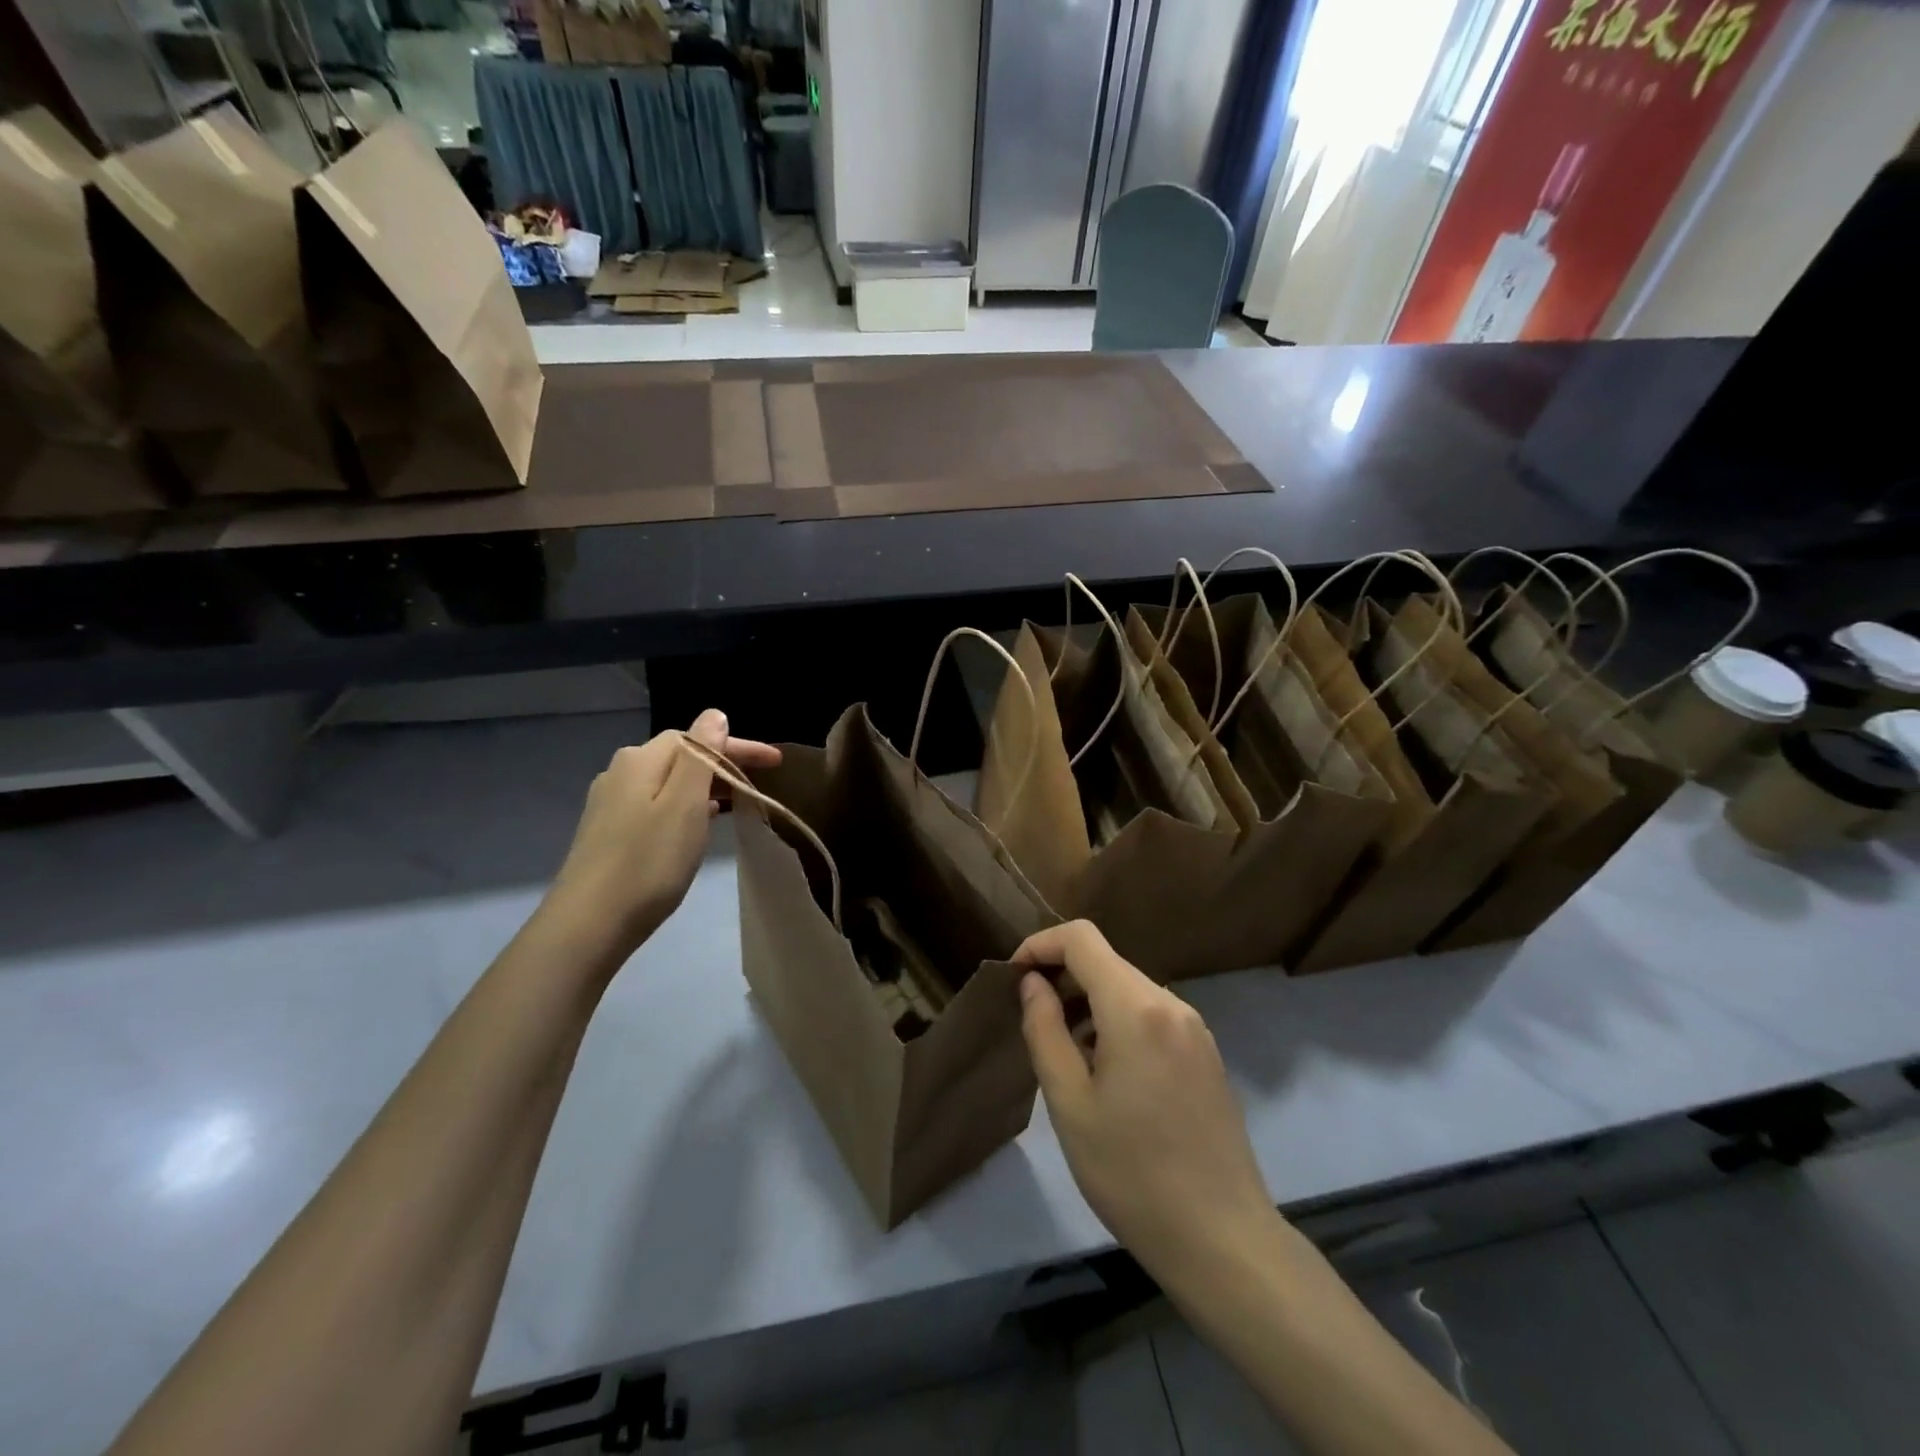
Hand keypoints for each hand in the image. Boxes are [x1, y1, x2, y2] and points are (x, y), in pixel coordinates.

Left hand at [549, 709, 780, 957]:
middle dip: (723, 764)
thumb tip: (714, 715)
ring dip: (706, 787)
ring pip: (669, 782)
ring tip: (737, 803)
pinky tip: (698, 824)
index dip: (739, 746)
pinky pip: (657, 804)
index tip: (777, 762)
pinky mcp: (609, 831)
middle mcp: (621, 772)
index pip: (697, 737)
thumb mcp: (685, 804)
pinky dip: (685, 806)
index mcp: (641, 760)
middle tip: (761, 782)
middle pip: (682, 756)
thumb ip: (701, 755)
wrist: (589, 924)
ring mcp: (611, 803)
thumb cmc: (648, 862)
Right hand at [1017, 921, 1276, 1285]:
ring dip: (1089, 1003)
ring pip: (1129, 988)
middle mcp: (1171, 1003)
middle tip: (1033, 1022)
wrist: (1223, 1240)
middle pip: (1106, 961)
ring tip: (1066, 1055)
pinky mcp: (1206, 1053)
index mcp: (1137, 1008)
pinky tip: (1106, 1074)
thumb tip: (1033, 983)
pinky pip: (1152, 1015)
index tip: (1013, 978)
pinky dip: (1118, 1022)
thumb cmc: (1133, 1173)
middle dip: (1062, 977)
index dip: (1040, 945)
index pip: (1081, 938)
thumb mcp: (1070, 1104)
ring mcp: (1195, 1028)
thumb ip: (1045, 1031)